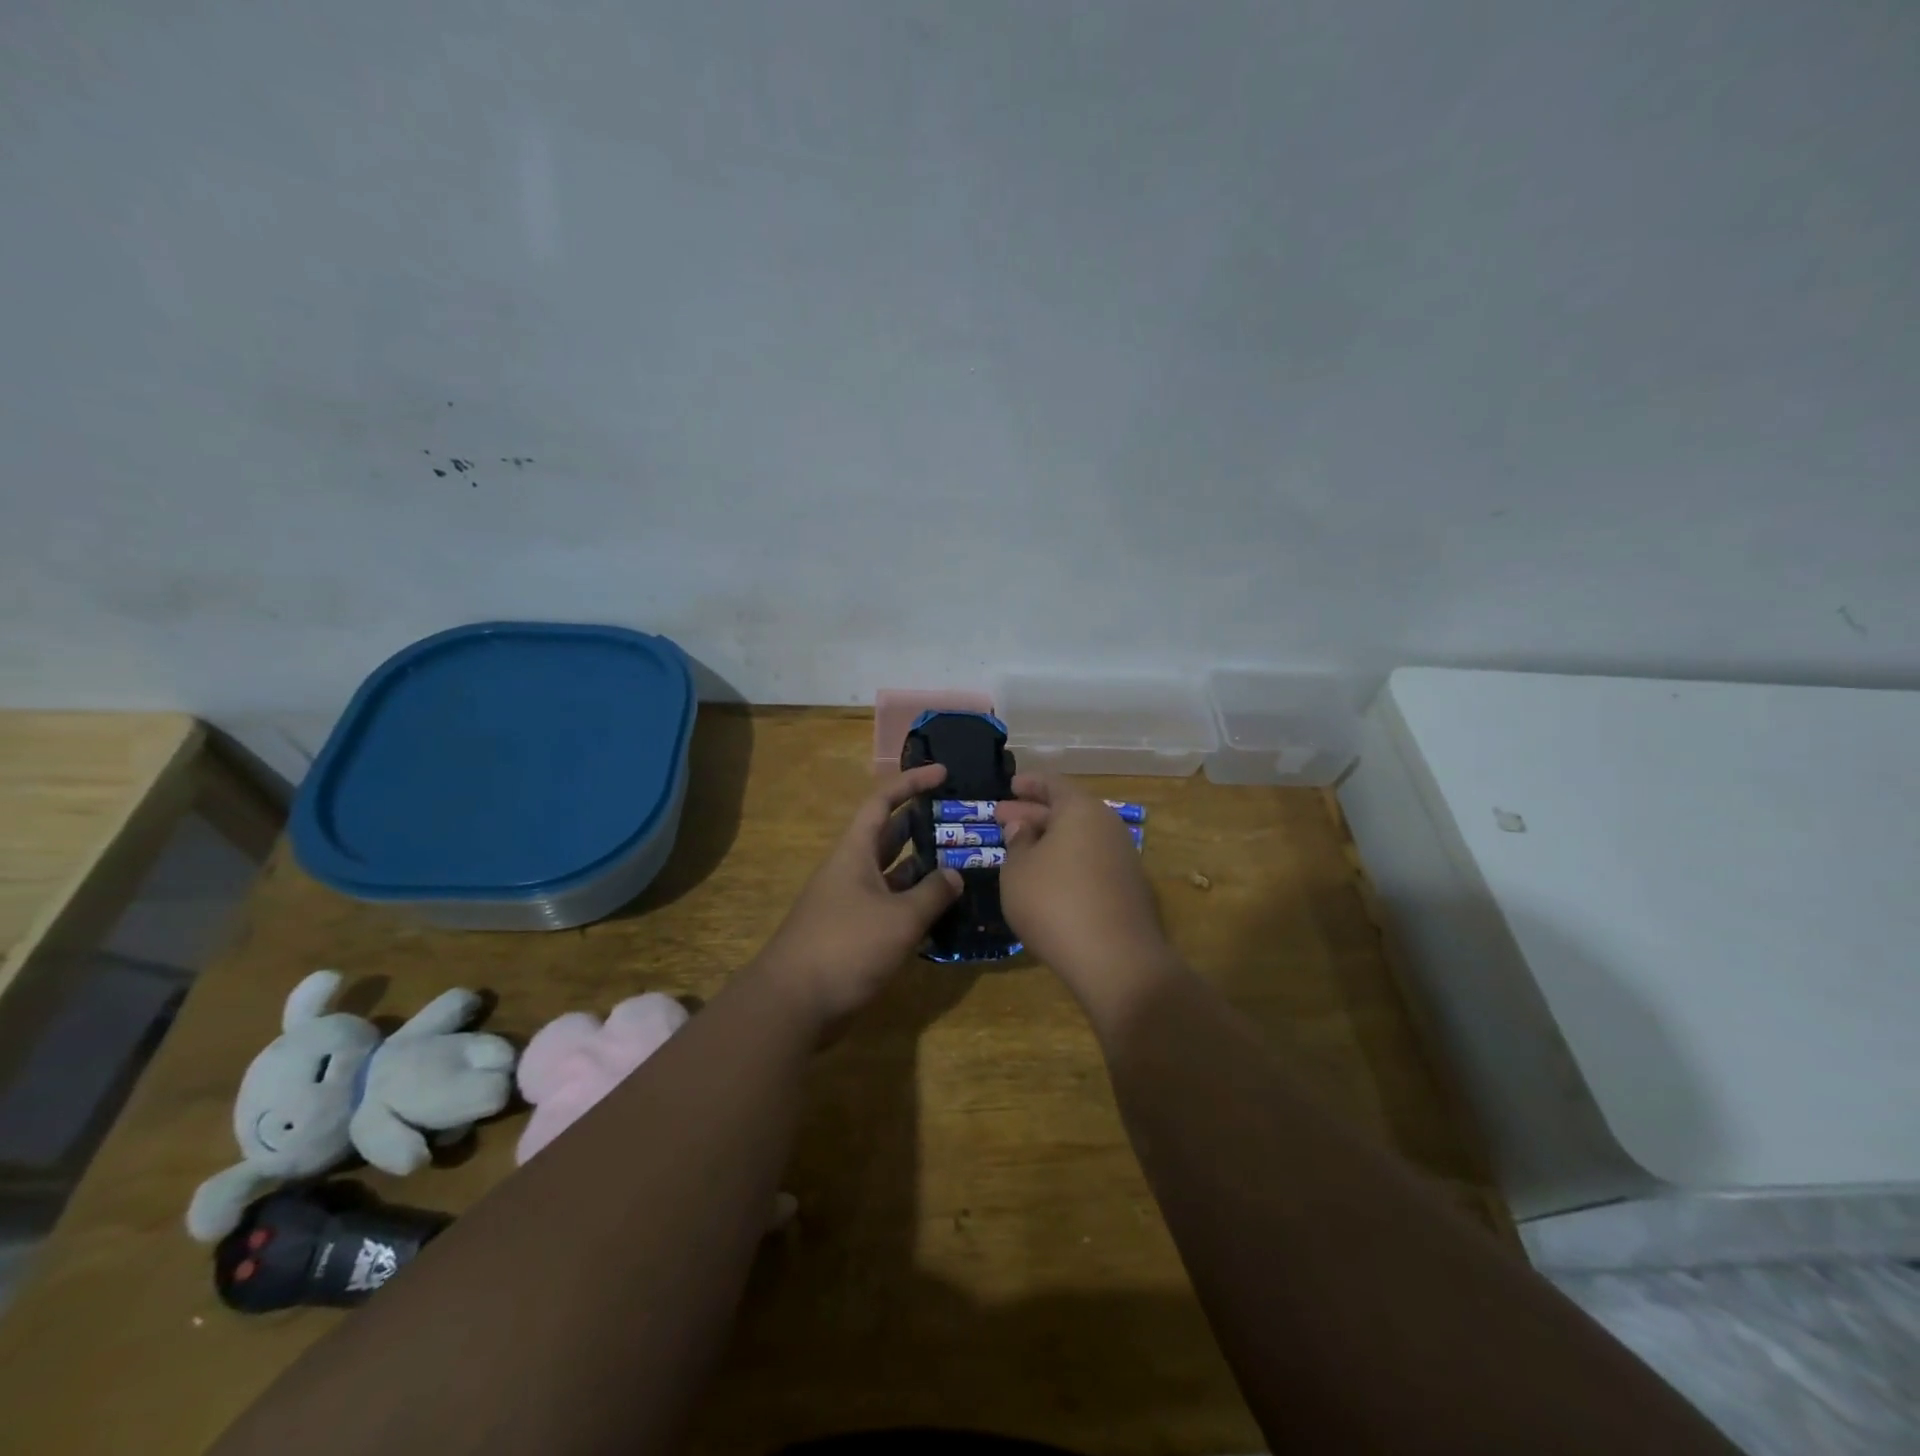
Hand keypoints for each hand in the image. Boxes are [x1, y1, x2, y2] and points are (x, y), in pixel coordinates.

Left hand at [751, 764, 962, 1028]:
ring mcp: (852, 902)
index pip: (883, 802)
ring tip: (963, 861)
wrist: (794, 1003)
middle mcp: (852, 870)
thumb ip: (932, 893)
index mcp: (855, 852)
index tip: (944, 773)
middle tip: (961, 819)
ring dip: (923, 867)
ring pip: (893, 873)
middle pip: (889, 834)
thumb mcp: (899, 918)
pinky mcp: (855, 932)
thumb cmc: (846, 946)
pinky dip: (915, 903)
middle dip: (923, 823)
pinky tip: (944, 910)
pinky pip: (891, 906)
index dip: (912, 782)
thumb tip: (955, 875)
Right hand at [996, 775, 1177, 1018]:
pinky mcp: (1128, 889)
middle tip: (1002, 817)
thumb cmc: (1055, 903)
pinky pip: (1090, 861)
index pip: (1053, 784)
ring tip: (1020, 849)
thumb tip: (1024, 827)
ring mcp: (1123, 858)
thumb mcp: (1018, 871)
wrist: (1115, 960)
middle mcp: (1107, 826)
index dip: (1029, 784)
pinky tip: (1046, 878)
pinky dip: (1066, 861)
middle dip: (1033, 813)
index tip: (1010, 786)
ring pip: (1079, 838)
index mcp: (1081, 810)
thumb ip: (1018, 843)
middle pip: (1067, 811)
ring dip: (1049, 840)